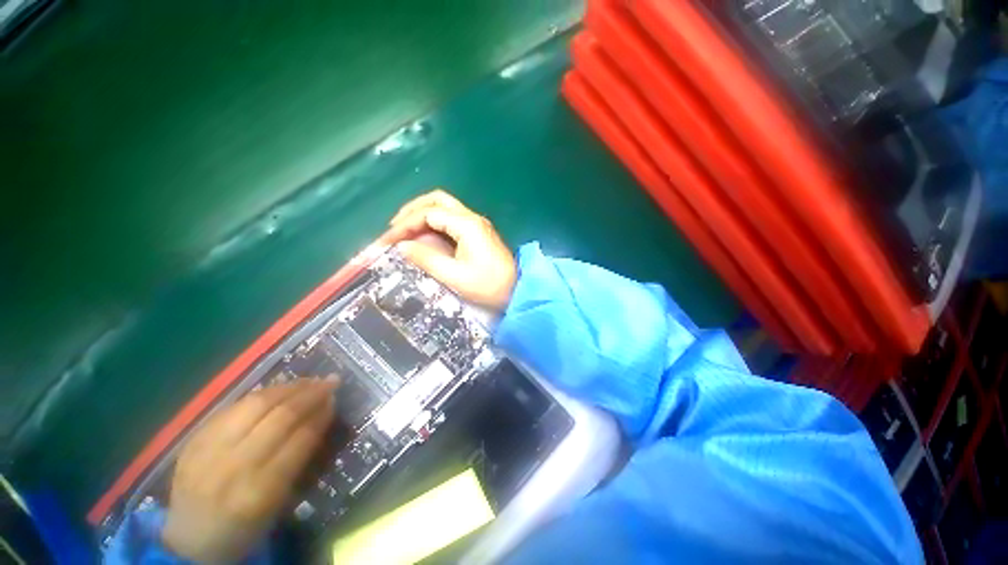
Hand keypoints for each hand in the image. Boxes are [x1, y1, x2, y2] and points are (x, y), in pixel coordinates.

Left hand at [162, 380, 336, 563]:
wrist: (190, 539)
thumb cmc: (245, 526)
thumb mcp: (280, 502)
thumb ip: (300, 458)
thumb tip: (321, 414)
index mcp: (259, 493)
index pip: (300, 440)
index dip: (321, 414)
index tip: (335, 399)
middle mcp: (233, 468)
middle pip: (279, 417)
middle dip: (310, 394)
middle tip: (330, 381)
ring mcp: (208, 451)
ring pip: (255, 404)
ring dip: (288, 387)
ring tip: (308, 380)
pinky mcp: (193, 439)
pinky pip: (234, 406)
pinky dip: (261, 394)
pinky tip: (278, 389)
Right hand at [386, 190, 516, 311]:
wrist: (517, 291)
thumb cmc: (489, 286)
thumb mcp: (456, 277)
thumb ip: (427, 259)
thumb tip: (401, 246)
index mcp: (467, 225)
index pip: (429, 214)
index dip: (405, 224)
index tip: (387, 240)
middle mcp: (472, 218)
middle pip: (437, 200)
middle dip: (412, 210)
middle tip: (394, 227)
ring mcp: (476, 224)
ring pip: (444, 207)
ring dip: (422, 214)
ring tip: (404, 230)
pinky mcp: (477, 233)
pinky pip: (451, 220)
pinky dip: (433, 223)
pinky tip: (423, 236)